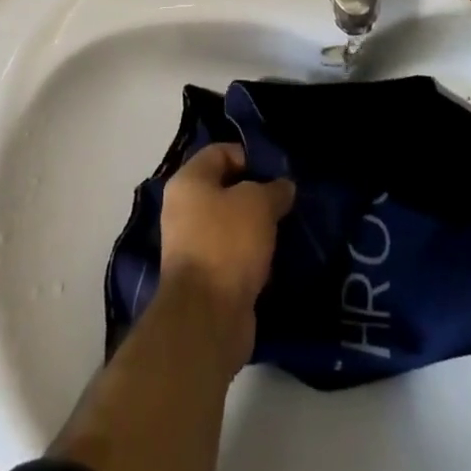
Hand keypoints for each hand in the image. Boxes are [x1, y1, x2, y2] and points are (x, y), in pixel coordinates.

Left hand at [159, 144, 295, 371]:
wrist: (207, 318)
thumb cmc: (228, 243)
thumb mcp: (259, 203)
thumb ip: (274, 189)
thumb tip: (284, 188)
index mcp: (188, 182)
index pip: (221, 152)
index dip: (251, 157)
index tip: (278, 172)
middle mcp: (184, 210)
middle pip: (226, 189)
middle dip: (257, 195)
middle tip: (286, 201)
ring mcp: (192, 247)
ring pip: (231, 225)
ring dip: (257, 228)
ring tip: (286, 230)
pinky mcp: (205, 280)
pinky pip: (233, 256)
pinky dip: (252, 257)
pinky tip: (276, 260)